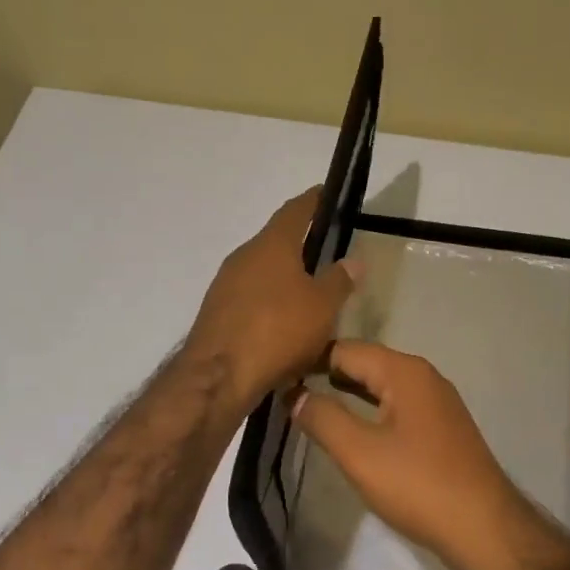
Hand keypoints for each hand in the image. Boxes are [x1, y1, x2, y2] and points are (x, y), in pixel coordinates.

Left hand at [185, 189, 359, 410]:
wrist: (219, 375)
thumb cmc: (278, 330)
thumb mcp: (322, 307)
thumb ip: (338, 280)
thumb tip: (353, 260)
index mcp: (272, 244)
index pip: (295, 211)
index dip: (313, 201)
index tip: (326, 194)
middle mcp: (244, 256)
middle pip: (275, 241)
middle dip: (299, 245)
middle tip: (325, 252)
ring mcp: (225, 285)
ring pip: (261, 272)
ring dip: (284, 278)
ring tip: (308, 292)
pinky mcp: (217, 313)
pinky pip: (250, 298)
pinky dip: (269, 303)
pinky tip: (283, 323)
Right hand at [291, 340, 555, 569]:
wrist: (484, 529)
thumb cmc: (418, 486)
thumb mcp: (360, 453)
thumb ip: (323, 418)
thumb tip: (294, 393)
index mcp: (405, 372)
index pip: (345, 349)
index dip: (309, 361)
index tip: (277, 378)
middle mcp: (424, 377)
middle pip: (366, 364)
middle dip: (327, 376)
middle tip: (287, 394)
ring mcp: (437, 403)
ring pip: (382, 387)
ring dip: (349, 395)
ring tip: (310, 409)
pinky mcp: (442, 429)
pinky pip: (397, 408)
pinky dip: (371, 412)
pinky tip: (353, 431)